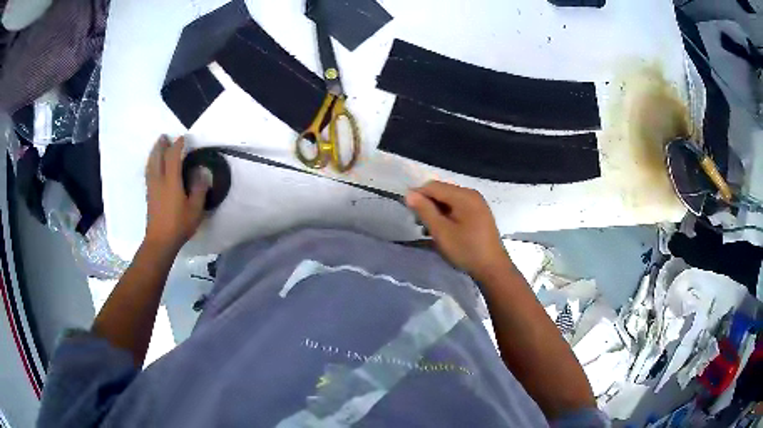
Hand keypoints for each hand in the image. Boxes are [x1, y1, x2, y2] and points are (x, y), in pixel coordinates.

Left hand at [144, 136, 208, 249]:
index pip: (173, 157)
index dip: (177, 145)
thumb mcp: (195, 209)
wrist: (160, 241)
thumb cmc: (179, 225)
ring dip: (153, 153)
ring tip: (157, 146)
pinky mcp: (149, 195)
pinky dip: (150, 164)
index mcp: (171, 182)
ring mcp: (152, 188)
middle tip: (164, 137)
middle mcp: (159, 181)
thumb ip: (199, 189)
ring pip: (150, 164)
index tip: (183, 138)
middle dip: (161, 145)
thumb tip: (201, 172)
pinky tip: (152, 165)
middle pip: (157, 157)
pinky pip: (148, 173)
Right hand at [406, 181, 510, 279]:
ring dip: (436, 211)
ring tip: (427, 229)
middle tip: (418, 222)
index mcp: (464, 195)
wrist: (492, 268)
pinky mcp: (479, 213)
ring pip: (449, 200)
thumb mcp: (441, 231)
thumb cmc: (466, 250)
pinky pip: (457, 207)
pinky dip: (446, 215)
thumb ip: (425, 211)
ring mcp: (477, 203)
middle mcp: (471, 194)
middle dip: (427, 204)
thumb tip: (409, 194)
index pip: (433, 186)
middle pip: (442, 191)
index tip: (408, 212)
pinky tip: (442, 229)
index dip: (418, 195)